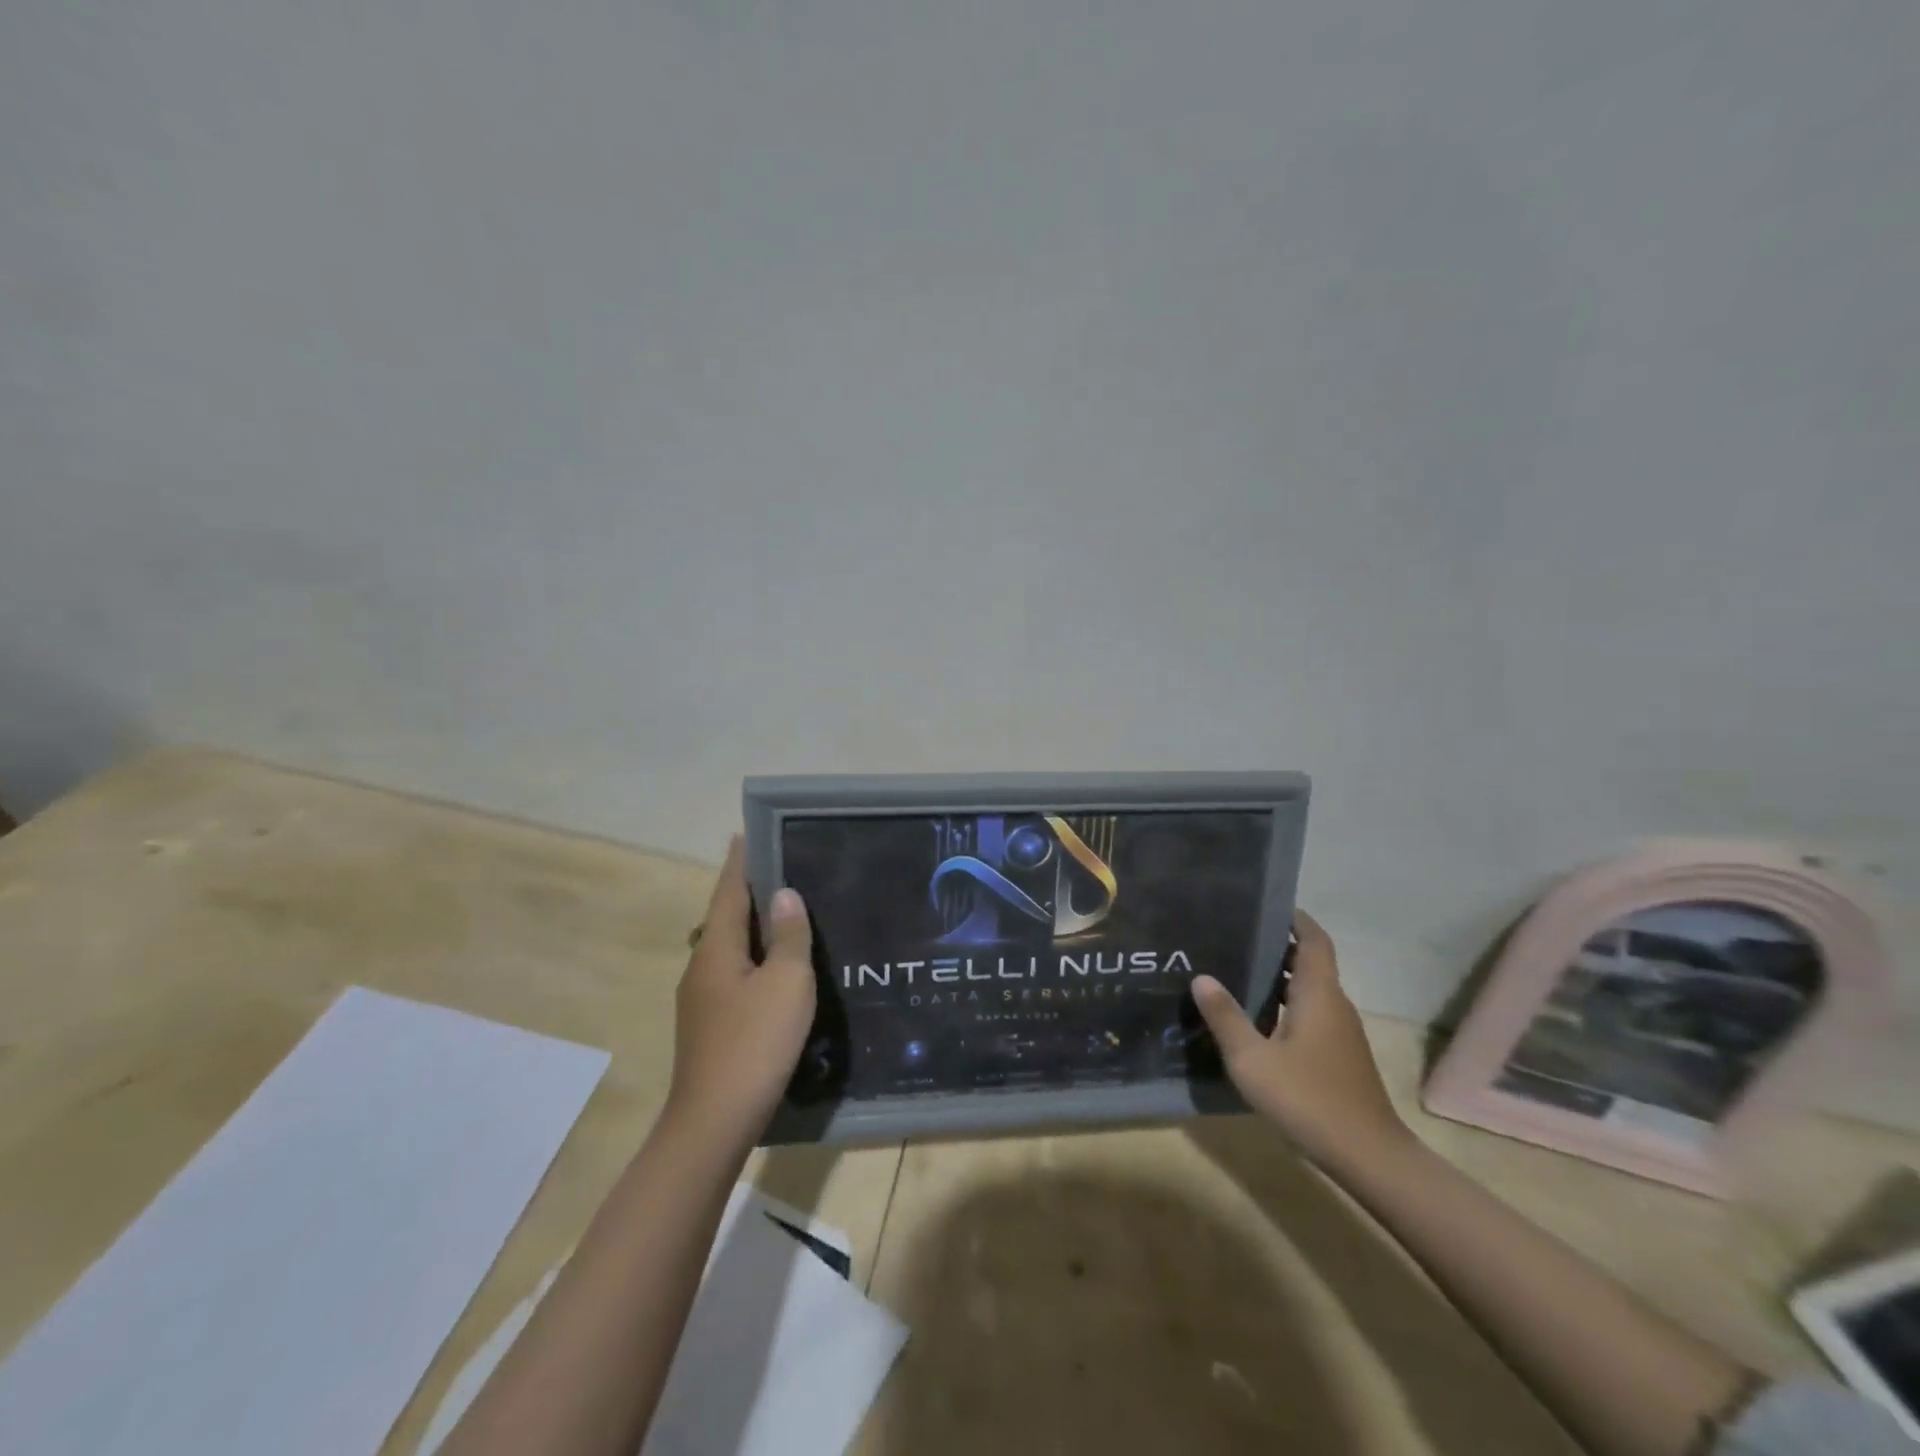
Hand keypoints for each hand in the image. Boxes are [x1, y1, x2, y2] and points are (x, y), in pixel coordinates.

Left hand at [665, 836, 816, 1146]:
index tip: (746, 833)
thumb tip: (785, 895)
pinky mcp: (711, 1026)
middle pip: (727, 918)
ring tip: (788, 916)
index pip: (729, 891)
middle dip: (750, 892)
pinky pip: (735, 976)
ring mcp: (702, 1000)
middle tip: (785, 870)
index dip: (741, 862)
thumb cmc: (754, 1044)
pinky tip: (778, 971)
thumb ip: (788, 936)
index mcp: (717, 949)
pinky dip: (756, 960)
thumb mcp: (786, 984)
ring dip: (755, 928)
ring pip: (732, 949)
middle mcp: (702, 967)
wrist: (714, 1123)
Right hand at [1191, 910, 1411, 1171]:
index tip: (1265, 905)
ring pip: (1310, 991)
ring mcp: (1341, 1033)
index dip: (1294, 918)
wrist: (1369, 1157)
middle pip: (1310, 962)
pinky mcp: (1340, 1056)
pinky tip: (1258, 1021)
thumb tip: (1202, 977)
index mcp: (1319, 994)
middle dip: (1277, 946)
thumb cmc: (1309, 1099)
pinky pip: (1311, 1014)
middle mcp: (1335, 1005)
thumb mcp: (1253, 1059)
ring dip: (1280, 978)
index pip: (1313, 940)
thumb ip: (1226, 1017)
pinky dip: (1286, 1005)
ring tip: (1237, 972)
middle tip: (1235, 936)